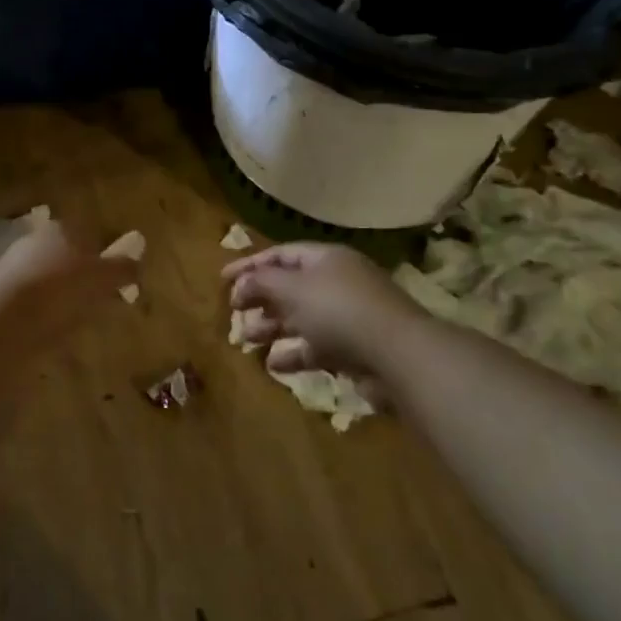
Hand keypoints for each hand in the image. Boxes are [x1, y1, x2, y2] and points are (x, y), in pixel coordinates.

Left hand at [0, 220, 135, 344]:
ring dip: (60, 296)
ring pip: (47, 279)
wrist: (5, 318)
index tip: (115, 281)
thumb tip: (137, 264)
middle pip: (67, 257)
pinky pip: (31, 301)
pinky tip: (49, 331)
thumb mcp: (103, 278)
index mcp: (62, 229)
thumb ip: (123, 269)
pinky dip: (42, 313)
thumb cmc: (61, 288)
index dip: (104, 257)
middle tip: (98, 303)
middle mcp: (36, 241)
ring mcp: (13, 266)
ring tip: (75, 322)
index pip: (89, 235)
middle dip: (81, 277)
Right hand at [223, 242, 419, 378]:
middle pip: (290, 287)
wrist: (398, 354)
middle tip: (235, 313)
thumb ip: (261, 282)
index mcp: (325, 259)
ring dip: (272, 328)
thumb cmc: (338, 310)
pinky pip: (317, 347)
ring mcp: (349, 316)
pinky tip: (275, 365)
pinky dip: (295, 354)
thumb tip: (241, 283)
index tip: (222, 280)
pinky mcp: (356, 348)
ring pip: (301, 318)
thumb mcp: (292, 289)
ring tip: (247, 342)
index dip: (250, 265)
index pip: (280, 254)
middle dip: (260, 300)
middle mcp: (338, 282)